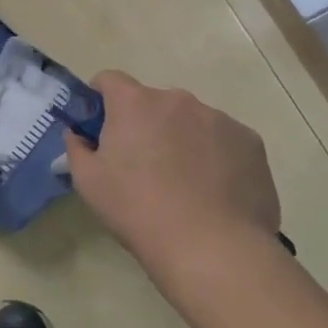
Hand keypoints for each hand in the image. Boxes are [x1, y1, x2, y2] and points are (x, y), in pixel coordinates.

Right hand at [64, 72, 281, 299]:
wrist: (212, 248)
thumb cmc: (138, 210)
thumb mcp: (88, 182)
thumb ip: (76, 148)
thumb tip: (79, 135)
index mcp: (134, 103)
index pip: (110, 80)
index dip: (102, 98)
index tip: (101, 125)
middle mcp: (177, 99)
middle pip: (153, 102)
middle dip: (145, 123)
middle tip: (143, 164)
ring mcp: (218, 118)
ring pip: (190, 120)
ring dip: (181, 138)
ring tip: (185, 182)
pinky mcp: (250, 142)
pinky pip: (223, 139)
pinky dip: (215, 154)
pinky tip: (214, 190)